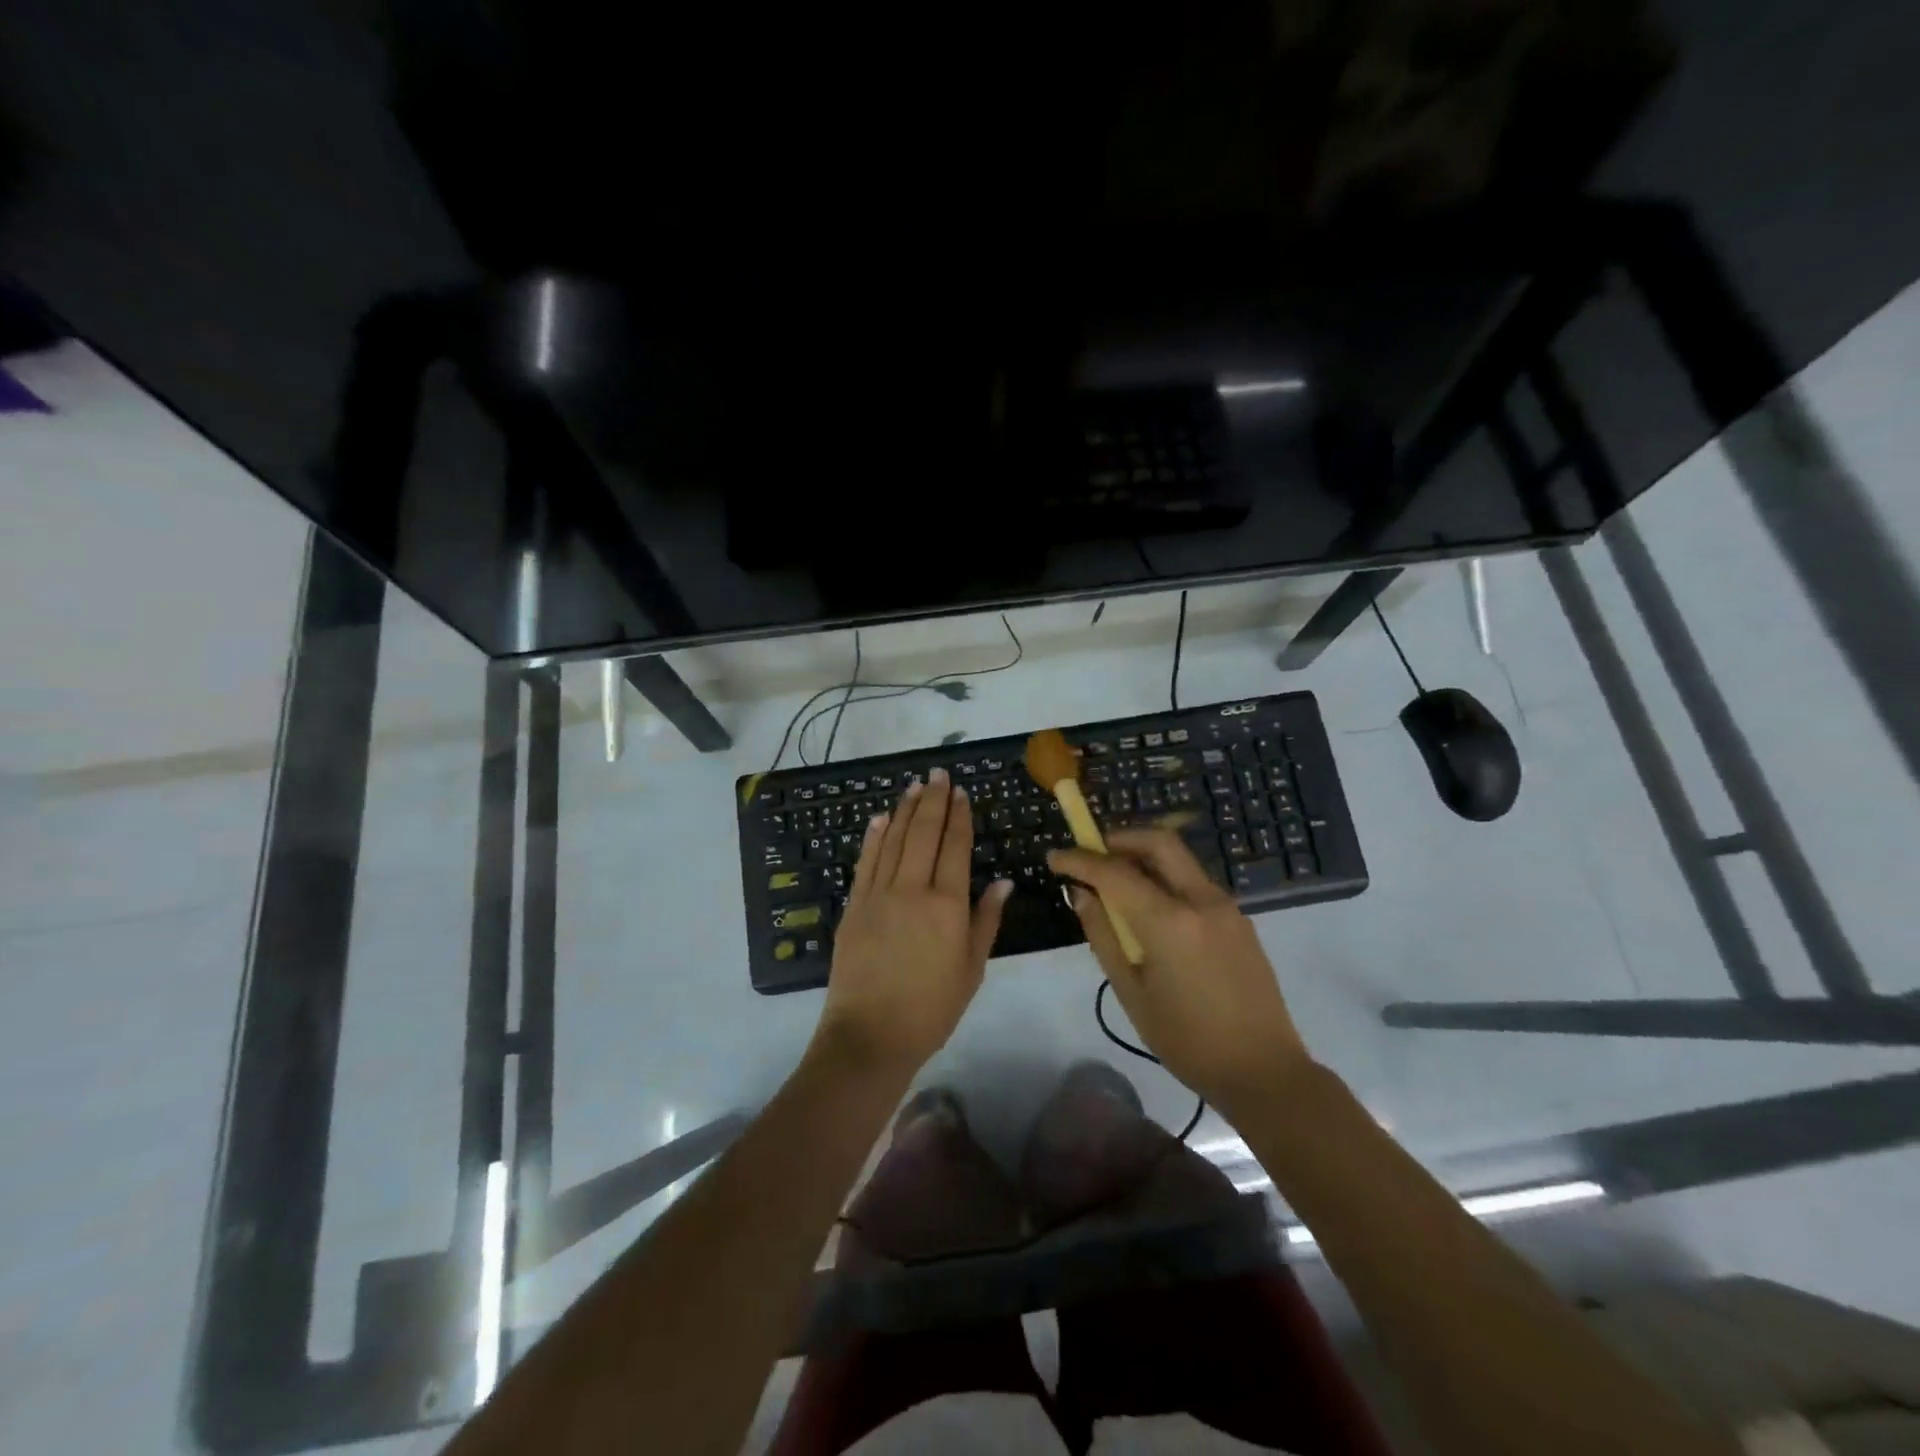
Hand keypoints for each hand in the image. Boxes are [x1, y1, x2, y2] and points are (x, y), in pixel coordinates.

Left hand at [814, 769, 1012, 1077]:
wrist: (870, 1035)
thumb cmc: (931, 1008)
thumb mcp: (972, 968)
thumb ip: (986, 920)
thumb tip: (1002, 881)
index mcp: (947, 905)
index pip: (955, 847)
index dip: (959, 816)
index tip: (961, 792)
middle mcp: (912, 889)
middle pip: (923, 834)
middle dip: (932, 800)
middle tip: (938, 773)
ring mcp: (878, 894)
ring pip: (893, 841)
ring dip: (904, 810)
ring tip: (914, 786)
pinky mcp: (853, 905)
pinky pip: (865, 862)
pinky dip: (873, 837)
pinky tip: (879, 818)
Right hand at [1049, 829, 1309, 1115]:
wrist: (1265, 1071)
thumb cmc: (1188, 1041)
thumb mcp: (1132, 993)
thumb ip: (1103, 936)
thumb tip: (1081, 895)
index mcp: (1170, 922)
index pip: (1115, 872)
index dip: (1080, 860)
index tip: (1054, 858)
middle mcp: (1201, 900)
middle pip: (1158, 842)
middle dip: (1119, 838)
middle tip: (1091, 854)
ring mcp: (1226, 906)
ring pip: (1179, 859)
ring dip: (1143, 856)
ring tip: (1116, 881)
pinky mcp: (1240, 919)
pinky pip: (1194, 882)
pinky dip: (1165, 878)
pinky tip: (1151, 908)